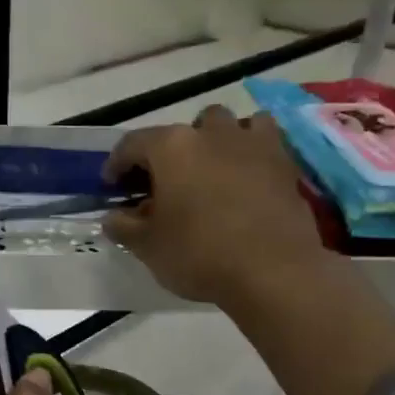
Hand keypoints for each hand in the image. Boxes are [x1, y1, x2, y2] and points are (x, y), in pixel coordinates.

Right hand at [103, 104, 328, 305]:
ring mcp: (250, 142)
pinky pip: (261, 138)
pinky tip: (245, 172)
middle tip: (162, 184)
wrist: (273, 271)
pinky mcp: (283, 160)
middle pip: (180, 131)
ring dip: (211, 141)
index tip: (112, 186)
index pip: (132, 144)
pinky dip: (249, 147)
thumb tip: (112, 217)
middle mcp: (209, 133)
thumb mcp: (148, 247)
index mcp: (171, 148)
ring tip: (207, 170)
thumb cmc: (200, 255)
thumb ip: (124, 227)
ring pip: (225, 124)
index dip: (116, 164)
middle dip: (166, 154)